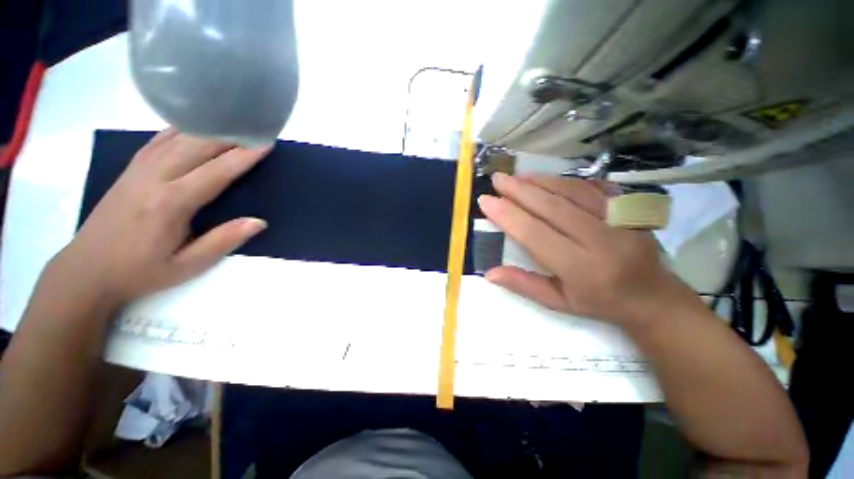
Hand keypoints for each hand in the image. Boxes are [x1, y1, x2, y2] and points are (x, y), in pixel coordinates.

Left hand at [49, 129, 269, 307]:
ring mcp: (139, 169)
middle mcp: (154, 178)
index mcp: (170, 203)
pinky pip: (159, 140)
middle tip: (255, 129)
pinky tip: (195, 126)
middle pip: (197, 146)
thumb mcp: (187, 266)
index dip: (243, 157)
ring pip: (177, 138)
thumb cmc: (141, 271)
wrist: (87, 269)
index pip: (216, 172)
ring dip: (208, 128)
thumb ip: (223, 241)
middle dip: (230, 136)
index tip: (265, 143)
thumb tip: (259, 222)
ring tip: (232, 123)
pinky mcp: (131, 169)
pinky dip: (181, 129)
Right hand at [479, 172, 692, 327]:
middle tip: (497, 179)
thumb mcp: (558, 303)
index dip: (508, 215)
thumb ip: (524, 285)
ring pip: (572, 192)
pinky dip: (565, 180)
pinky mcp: (629, 209)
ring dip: (540, 181)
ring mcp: (619, 220)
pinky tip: (547, 179)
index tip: (486, 201)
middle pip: (552, 207)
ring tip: (516, 177)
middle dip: (519, 191)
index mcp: (580, 268)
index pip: (535, 234)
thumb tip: (490, 273)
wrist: (653, 296)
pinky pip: (592, 187)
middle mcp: (600, 240)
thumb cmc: (599, 303)